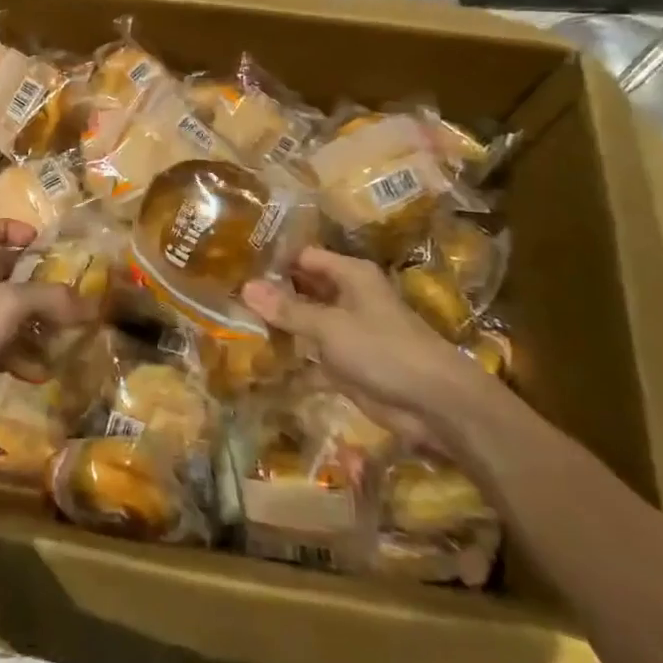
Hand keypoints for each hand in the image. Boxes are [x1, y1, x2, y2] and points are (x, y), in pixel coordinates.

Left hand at [0, 218, 89, 433]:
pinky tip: (41, 372)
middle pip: (2, 274)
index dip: (13, 229)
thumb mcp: (9, 304)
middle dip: (35, 283)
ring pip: (4, 315)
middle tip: (66, 295)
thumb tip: (92, 305)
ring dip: (33, 324)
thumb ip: (50, 299)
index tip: (40, 242)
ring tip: (64, 336)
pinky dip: (20, 357)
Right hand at [241, 246, 498, 433]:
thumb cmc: (384, 349)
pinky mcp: (348, 365)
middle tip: (226, 296)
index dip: (273, 261)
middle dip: (271, 295)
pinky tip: (260, 364)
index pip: (303, 257)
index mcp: (350, 275)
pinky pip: (313, 357)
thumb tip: (245, 286)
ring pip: (306, 323)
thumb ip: (288, 309)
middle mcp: (348, 297)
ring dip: (279, 327)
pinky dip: (292, 361)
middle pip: (303, 289)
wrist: (435, 405)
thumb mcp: (330, 326)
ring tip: (234, 325)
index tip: (235, 266)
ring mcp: (348, 332)